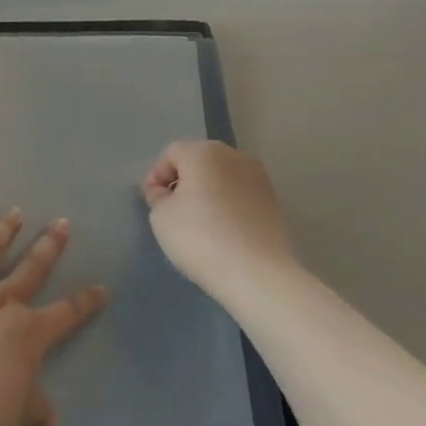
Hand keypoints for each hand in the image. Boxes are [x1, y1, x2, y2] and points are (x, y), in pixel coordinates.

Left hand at [0, 210, 106, 425]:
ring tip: (14, 213)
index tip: (101, 289)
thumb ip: (35, 410)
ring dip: (4, 230)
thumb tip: (52, 421)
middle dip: (50, 245)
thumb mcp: (17, 417)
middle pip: (31, 267)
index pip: (67, 313)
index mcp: (28, 333)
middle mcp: (1, 302)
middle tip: (61, 223)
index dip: (86, 301)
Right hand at [141, 141, 299, 295]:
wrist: (258, 273)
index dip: (156, 176)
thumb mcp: (160, 216)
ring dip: (207, 193)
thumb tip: (166, 192)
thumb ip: (157, 197)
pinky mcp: (274, 202)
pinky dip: (228, 206)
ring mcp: (259, 178)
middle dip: (183, 181)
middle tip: (171, 211)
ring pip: (222, 178)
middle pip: (199, 161)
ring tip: (199, 223)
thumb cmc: (200, 237)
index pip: (171, 154)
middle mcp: (235, 156)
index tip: (152, 202)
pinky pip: (240, 196)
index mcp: (204, 152)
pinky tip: (222, 232)